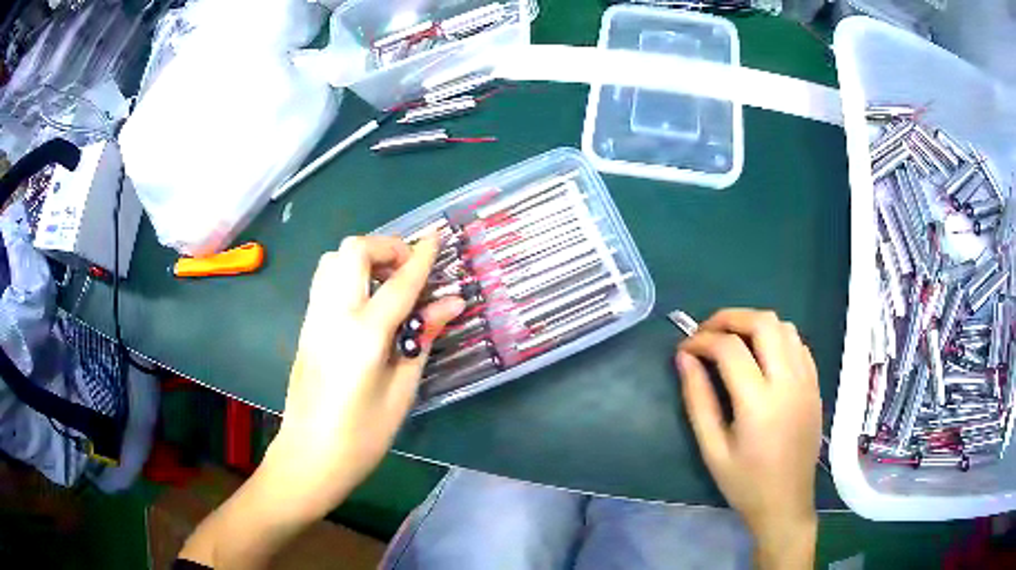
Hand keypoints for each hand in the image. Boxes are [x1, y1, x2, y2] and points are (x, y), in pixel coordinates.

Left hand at [265, 235, 463, 521]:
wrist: (309, 456)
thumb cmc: (361, 436)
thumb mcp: (401, 392)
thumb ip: (421, 339)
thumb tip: (450, 304)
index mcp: (363, 335)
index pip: (399, 283)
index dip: (421, 257)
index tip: (437, 237)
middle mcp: (333, 315)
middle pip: (353, 250)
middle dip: (386, 247)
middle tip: (408, 269)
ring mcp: (314, 318)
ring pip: (333, 259)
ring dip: (363, 258)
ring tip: (387, 283)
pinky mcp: (305, 326)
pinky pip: (325, 281)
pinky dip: (348, 274)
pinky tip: (365, 302)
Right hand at [674, 309, 819, 568]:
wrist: (786, 503)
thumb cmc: (745, 483)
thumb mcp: (712, 449)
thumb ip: (697, 400)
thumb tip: (684, 358)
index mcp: (759, 403)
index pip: (729, 348)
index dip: (701, 340)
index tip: (684, 349)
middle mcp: (789, 382)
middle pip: (763, 322)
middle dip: (729, 318)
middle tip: (707, 333)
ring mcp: (807, 381)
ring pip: (785, 326)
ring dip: (755, 324)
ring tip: (733, 341)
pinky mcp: (815, 385)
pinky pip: (798, 343)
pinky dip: (776, 337)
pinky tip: (762, 356)